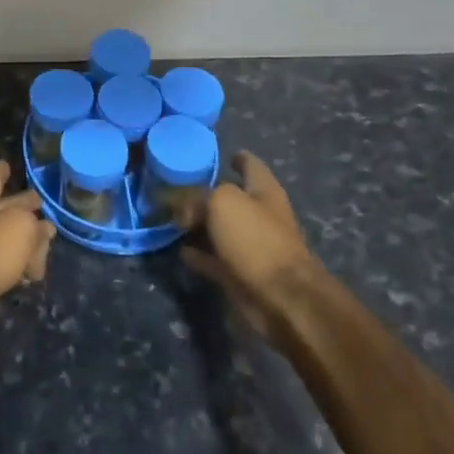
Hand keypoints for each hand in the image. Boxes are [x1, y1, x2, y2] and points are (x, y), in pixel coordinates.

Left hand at [0, 161, 54, 351]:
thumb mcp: (20, 228)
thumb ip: (36, 225)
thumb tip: (43, 230)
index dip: (5, 169)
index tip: (13, 165)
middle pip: (5, 207)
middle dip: (25, 209)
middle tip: (48, 214)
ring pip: (4, 238)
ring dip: (24, 245)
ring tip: (44, 253)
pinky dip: (14, 269)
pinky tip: (29, 277)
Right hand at [177, 152, 321, 334]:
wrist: (281, 298)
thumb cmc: (256, 239)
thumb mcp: (222, 202)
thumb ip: (197, 197)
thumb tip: (181, 209)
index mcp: (264, 191)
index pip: (251, 165)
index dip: (237, 158)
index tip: (221, 155)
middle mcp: (259, 215)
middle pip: (231, 198)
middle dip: (207, 194)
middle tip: (177, 188)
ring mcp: (251, 246)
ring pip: (220, 229)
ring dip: (199, 225)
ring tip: (172, 218)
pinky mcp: (240, 274)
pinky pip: (213, 258)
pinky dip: (198, 254)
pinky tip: (179, 250)